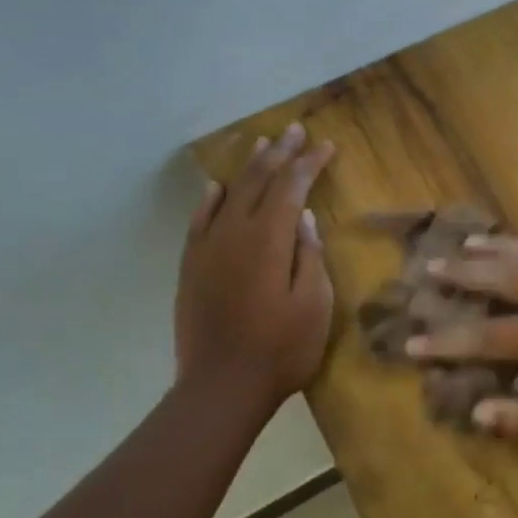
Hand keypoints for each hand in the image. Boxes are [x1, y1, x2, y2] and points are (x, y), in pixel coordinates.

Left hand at [175, 123, 335, 404]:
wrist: (221, 387)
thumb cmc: (282, 349)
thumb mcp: (314, 304)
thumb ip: (309, 255)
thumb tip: (302, 216)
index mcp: (269, 241)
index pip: (290, 188)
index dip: (309, 164)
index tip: (326, 145)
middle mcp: (234, 235)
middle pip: (257, 182)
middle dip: (279, 154)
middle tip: (295, 130)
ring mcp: (207, 250)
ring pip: (227, 195)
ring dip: (247, 168)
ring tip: (263, 145)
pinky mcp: (191, 268)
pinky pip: (199, 222)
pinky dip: (211, 200)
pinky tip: (218, 189)